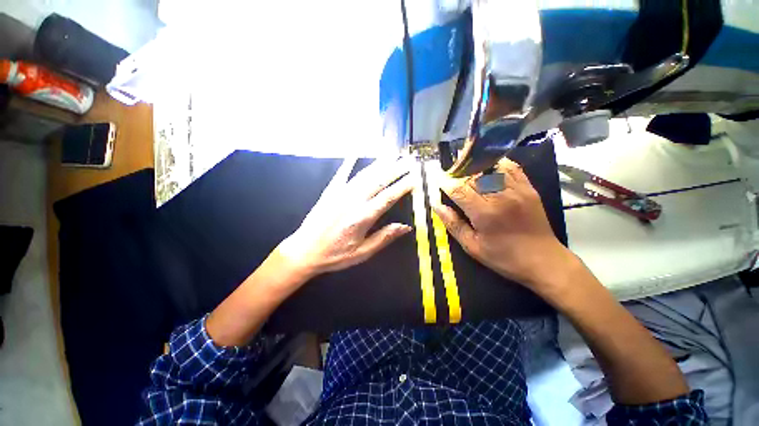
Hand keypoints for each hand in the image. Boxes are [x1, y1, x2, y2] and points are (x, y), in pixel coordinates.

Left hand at [276, 157, 412, 280]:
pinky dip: (349, 162)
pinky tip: (355, 152)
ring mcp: (340, 194)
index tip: (415, 177)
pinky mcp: (330, 192)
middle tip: (408, 160)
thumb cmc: (335, 255)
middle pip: (378, 181)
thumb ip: (384, 238)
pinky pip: (341, 173)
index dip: (403, 186)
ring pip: (364, 174)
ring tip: (392, 154)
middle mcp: (353, 201)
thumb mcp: (362, 253)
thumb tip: (405, 227)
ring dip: (379, 163)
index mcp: (362, 217)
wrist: (304, 251)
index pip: (388, 197)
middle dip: (395, 169)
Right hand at [433, 158, 574, 291]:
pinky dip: (496, 165)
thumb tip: (437, 206)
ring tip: (465, 171)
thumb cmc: (504, 257)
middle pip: (473, 176)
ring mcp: (517, 189)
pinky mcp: (529, 188)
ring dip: (475, 168)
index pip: (459, 189)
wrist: (544, 261)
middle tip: (449, 176)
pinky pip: (511, 168)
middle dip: (458, 174)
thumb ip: (454, 224)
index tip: (438, 179)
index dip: (446, 182)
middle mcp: (501, 196)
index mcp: (485, 213)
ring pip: (490, 168)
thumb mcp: (472, 246)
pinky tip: (487, 168)